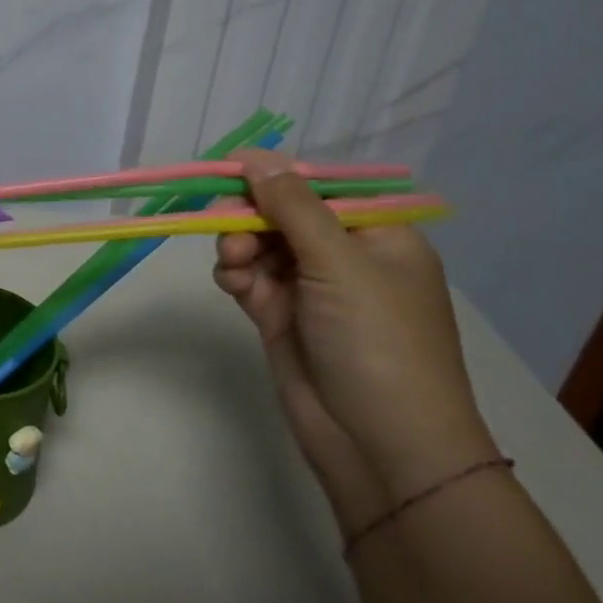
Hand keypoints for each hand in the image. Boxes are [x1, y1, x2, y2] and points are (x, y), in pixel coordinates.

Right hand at [213, 149, 498, 533]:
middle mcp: (344, 255)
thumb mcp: (340, 263)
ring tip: (233, 265)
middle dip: (249, 215)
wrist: (379, 446)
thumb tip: (255, 155)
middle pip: (281, 212)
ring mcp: (310, 288)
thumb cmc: (378, 343)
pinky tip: (234, 285)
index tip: (228, 173)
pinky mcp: (280, 315)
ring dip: (238, 245)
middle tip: (222, 226)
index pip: (319, 186)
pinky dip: (235, 274)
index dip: (274, 176)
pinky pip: (248, 276)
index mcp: (378, 234)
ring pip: (258, 242)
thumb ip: (293, 206)